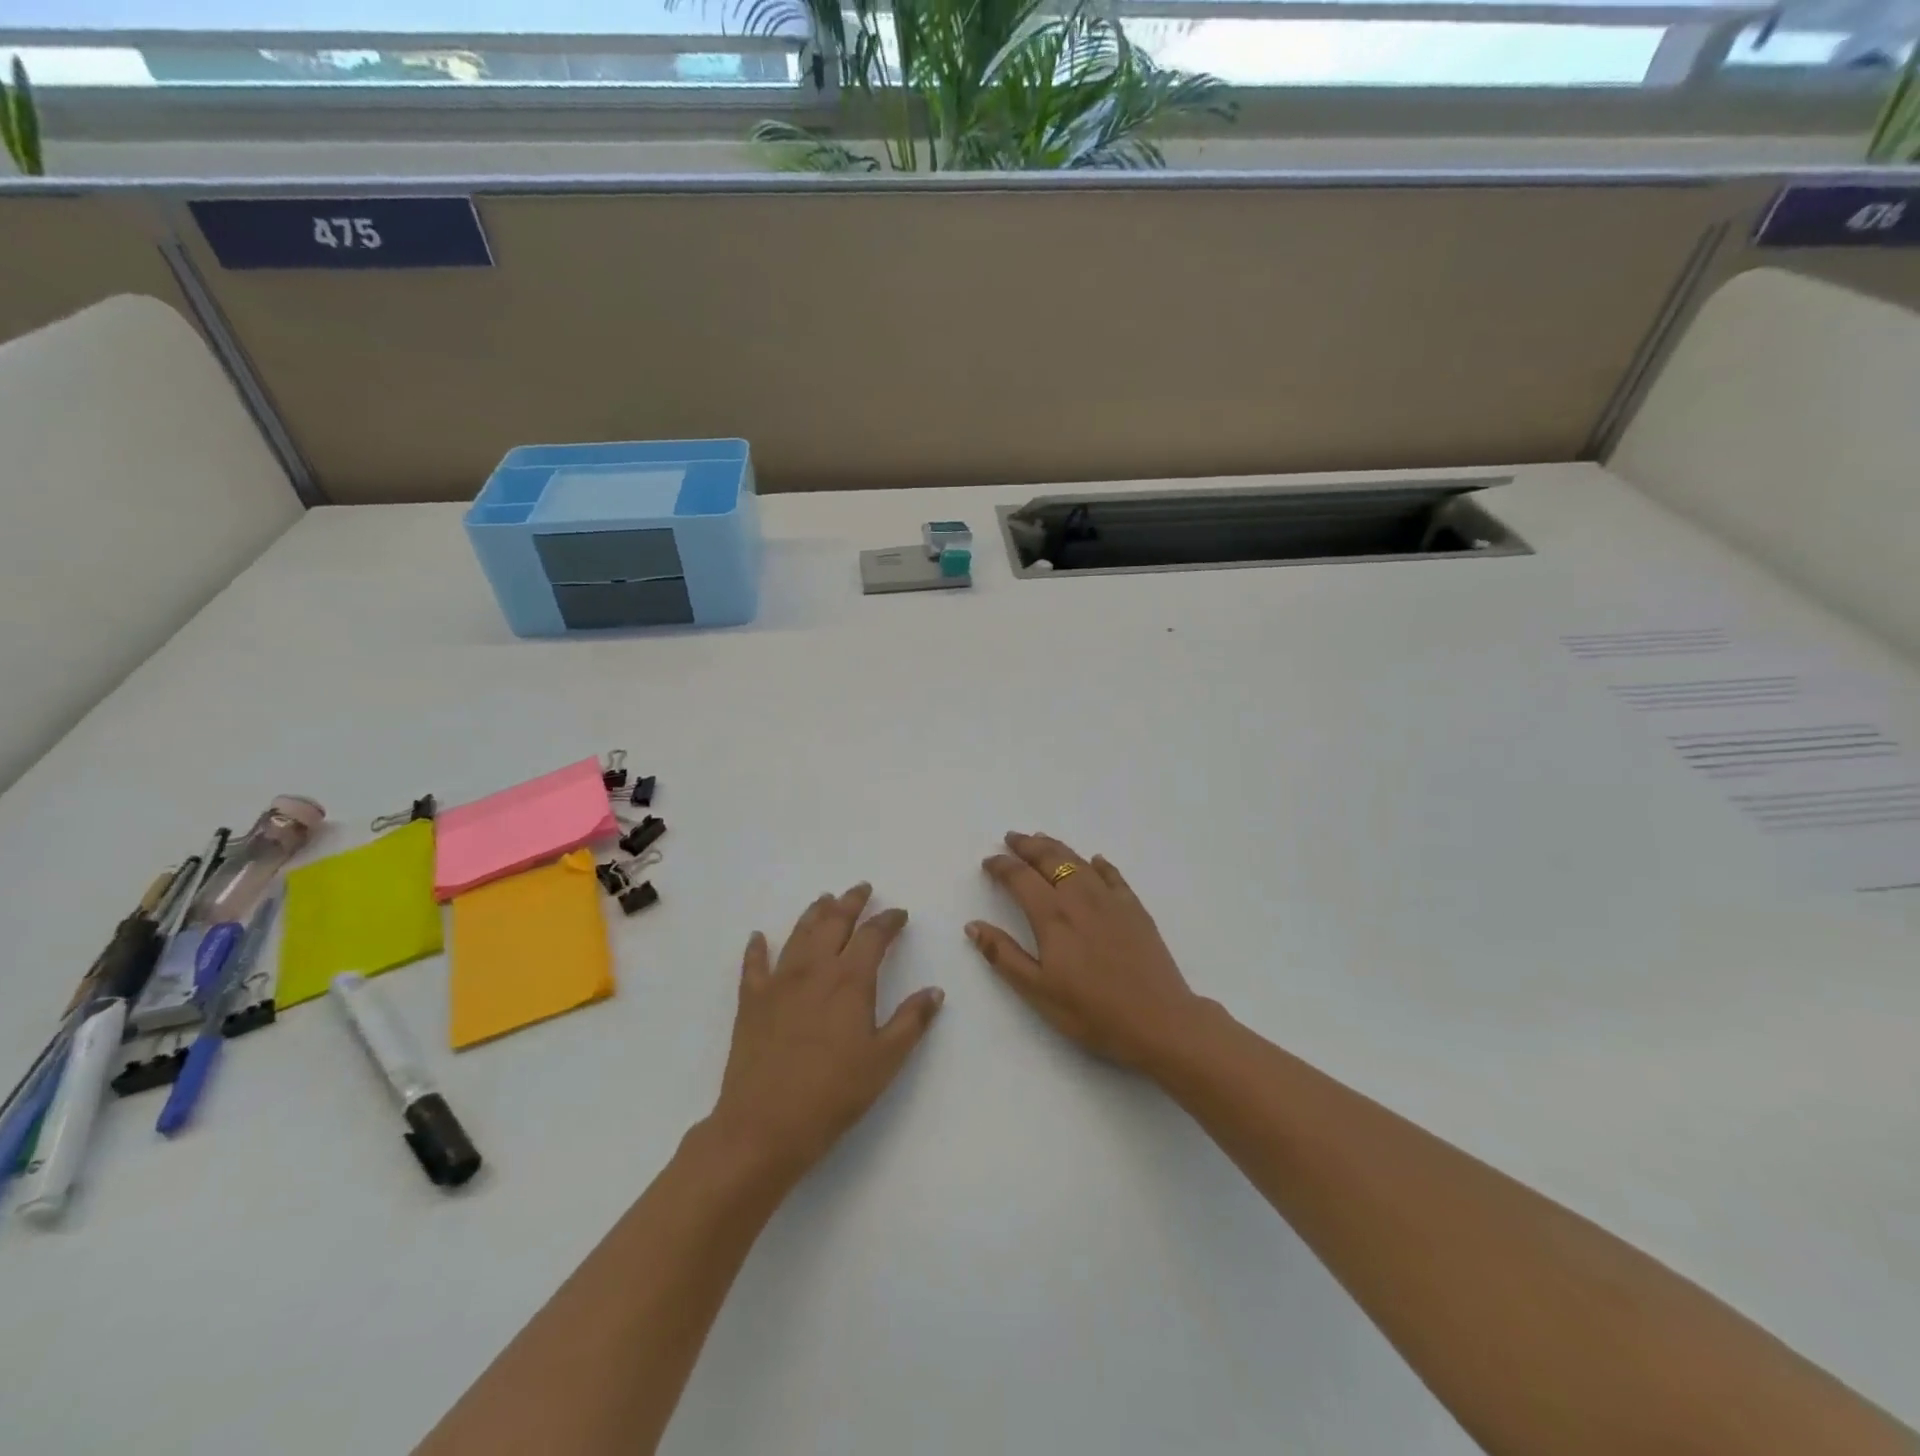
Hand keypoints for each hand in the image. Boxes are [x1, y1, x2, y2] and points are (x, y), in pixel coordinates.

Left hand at [708, 884, 943, 1183]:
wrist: (764, 1125)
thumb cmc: (833, 1094)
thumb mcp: (885, 1060)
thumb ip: (912, 1021)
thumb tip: (936, 991)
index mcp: (850, 980)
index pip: (873, 935)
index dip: (889, 920)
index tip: (899, 914)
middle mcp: (814, 969)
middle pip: (834, 922)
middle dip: (851, 902)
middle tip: (861, 888)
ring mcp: (779, 981)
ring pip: (799, 933)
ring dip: (814, 913)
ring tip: (824, 899)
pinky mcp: (751, 1000)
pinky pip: (754, 964)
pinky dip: (757, 947)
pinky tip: (758, 937)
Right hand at [968, 832, 1204, 1073]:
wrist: (1159, 1020)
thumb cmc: (1092, 1012)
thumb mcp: (1037, 991)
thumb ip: (1003, 955)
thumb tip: (973, 925)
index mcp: (1052, 915)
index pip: (1020, 878)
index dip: (1001, 866)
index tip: (988, 861)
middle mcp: (1080, 897)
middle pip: (1050, 859)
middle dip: (1027, 846)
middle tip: (1012, 838)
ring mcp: (1111, 899)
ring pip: (1078, 861)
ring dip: (1057, 847)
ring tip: (1042, 840)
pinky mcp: (1135, 908)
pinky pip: (1113, 875)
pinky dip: (1098, 864)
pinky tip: (1095, 861)